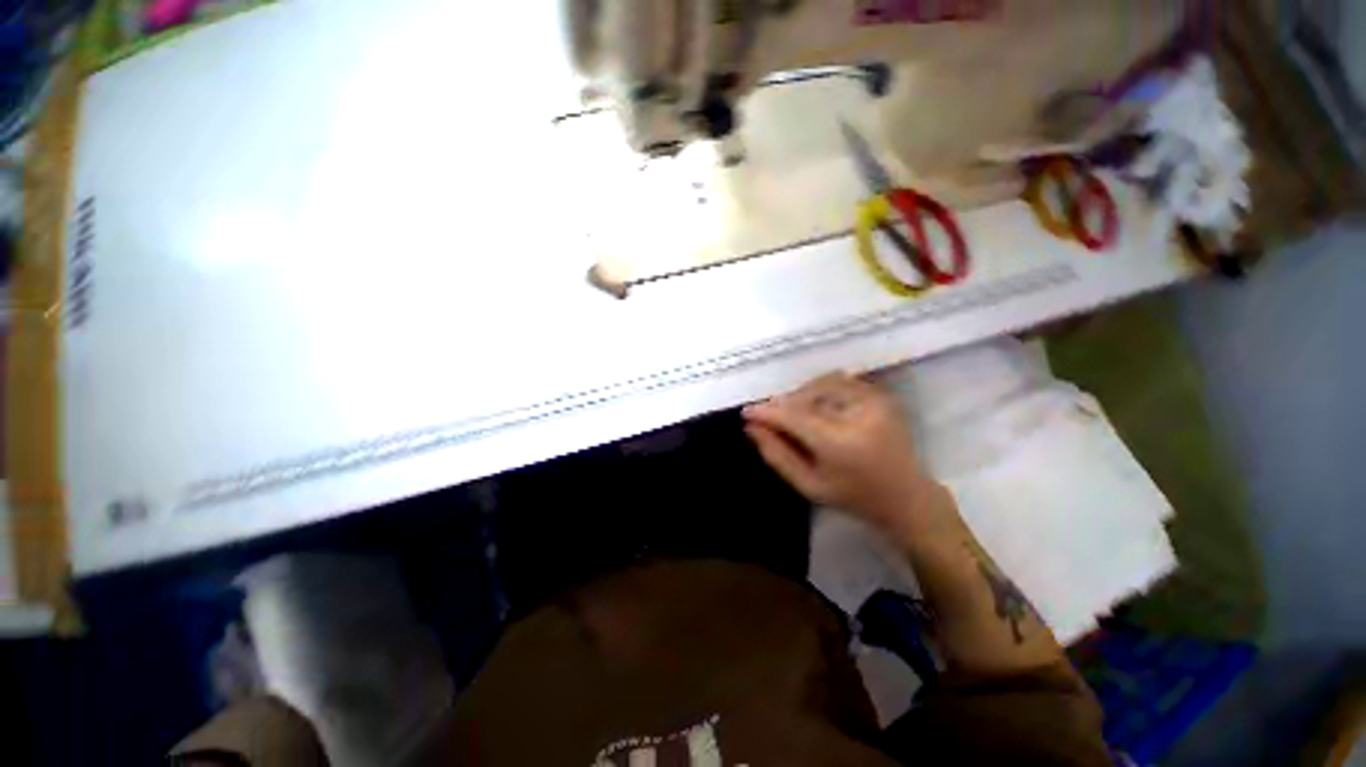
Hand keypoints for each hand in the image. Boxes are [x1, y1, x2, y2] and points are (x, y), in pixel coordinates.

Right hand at [742, 372, 938, 535]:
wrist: (907, 496)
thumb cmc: (853, 497)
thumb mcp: (808, 485)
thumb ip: (776, 454)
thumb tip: (751, 427)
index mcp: (840, 443)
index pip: (793, 417)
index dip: (767, 412)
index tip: (747, 412)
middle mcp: (858, 415)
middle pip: (806, 396)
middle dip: (783, 404)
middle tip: (770, 417)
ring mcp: (874, 401)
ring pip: (821, 384)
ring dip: (801, 395)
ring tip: (793, 413)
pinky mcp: (881, 396)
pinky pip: (839, 382)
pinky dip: (820, 390)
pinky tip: (816, 407)